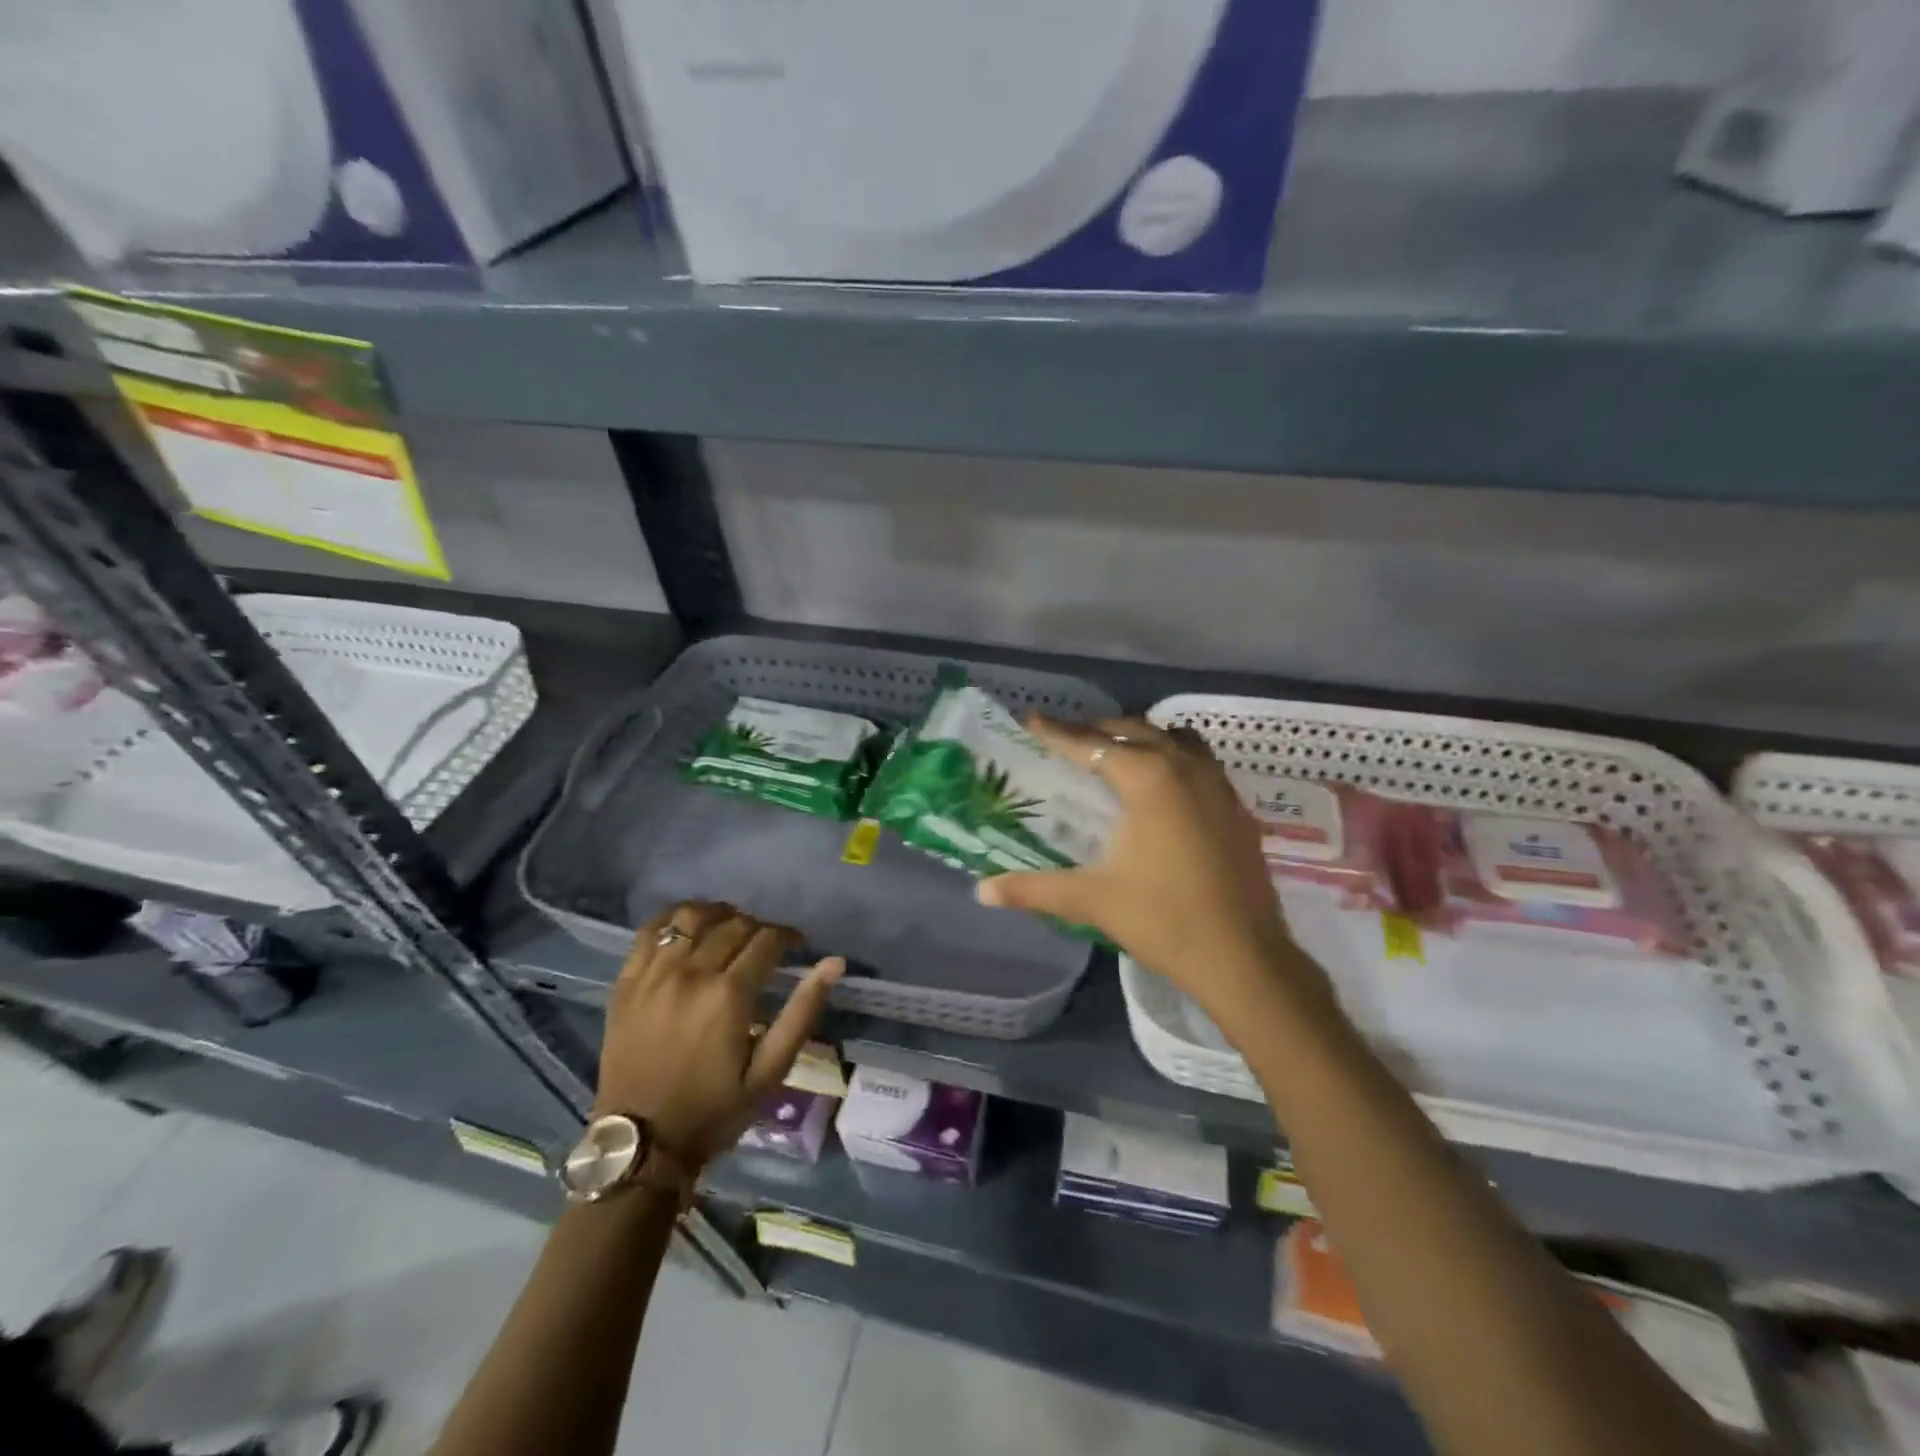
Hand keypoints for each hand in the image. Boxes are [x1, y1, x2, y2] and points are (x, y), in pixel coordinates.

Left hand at [598, 901, 843, 1166]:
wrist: (641, 1144)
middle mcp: (691, 974)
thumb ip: (802, 1012)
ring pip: (691, 918)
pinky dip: (672, 920)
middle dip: (758, 928)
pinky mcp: (626, 983)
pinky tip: (687, 927)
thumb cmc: (714, 1111)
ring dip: (717, 914)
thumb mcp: (771, 1071)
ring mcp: (654, 975)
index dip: (788, 936)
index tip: (797, 945)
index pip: (767, 940)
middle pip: (733, 925)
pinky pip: (648, 932)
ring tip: (728, 926)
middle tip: (766, 945)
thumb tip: (834, 962)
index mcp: (729, 995)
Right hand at [977, 717, 1331, 1024]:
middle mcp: (1185, 768)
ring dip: (1141, 737)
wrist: (1244, 958)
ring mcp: (1218, 785)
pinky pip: (1200, 761)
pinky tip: (1161, 788)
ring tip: (1115, 753)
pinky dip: (1173, 757)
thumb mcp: (1091, 901)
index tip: (1031, 718)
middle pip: (1134, 730)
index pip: (1092, 744)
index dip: (1057, 732)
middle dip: (1097, 729)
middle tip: (1067, 739)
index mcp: (1148, 779)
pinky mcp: (1237, 808)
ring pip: (1175, 739)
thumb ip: (1034, 890)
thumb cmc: (1164, 921)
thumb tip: (982, 892)